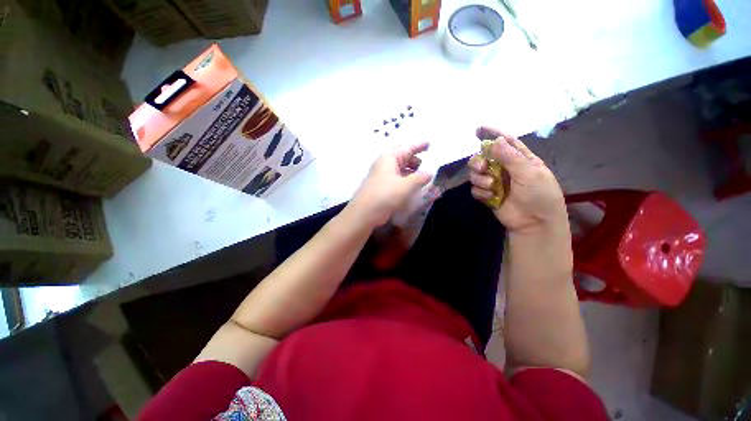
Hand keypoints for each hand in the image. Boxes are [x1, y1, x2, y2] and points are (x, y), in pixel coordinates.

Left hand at [349, 142, 432, 228]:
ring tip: (422, 178)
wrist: (363, 214)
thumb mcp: (405, 186)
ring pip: (399, 170)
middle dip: (415, 161)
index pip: (407, 148)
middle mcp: (383, 164)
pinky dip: (404, 180)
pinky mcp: (379, 187)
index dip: (419, 146)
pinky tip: (411, 187)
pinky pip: (395, 179)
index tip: (429, 143)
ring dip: (410, 172)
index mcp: (389, 158)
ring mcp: (380, 176)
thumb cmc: (384, 196)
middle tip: (427, 166)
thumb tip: (429, 173)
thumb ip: (419, 178)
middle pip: (402, 158)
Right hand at [468, 127, 566, 233]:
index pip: (505, 141)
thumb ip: (511, 158)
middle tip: (482, 167)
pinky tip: (490, 198)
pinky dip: (480, 192)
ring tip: (490, 185)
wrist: (534, 224)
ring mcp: (495, 182)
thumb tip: (497, 140)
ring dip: (479, 178)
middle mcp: (505, 168)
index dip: (492, 133)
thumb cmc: (539, 196)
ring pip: (476, 173)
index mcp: (520, 159)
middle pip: (484, 157)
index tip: (478, 129)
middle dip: (479, 161)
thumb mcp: (529, 174)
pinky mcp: (487, 195)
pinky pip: (475, 189)